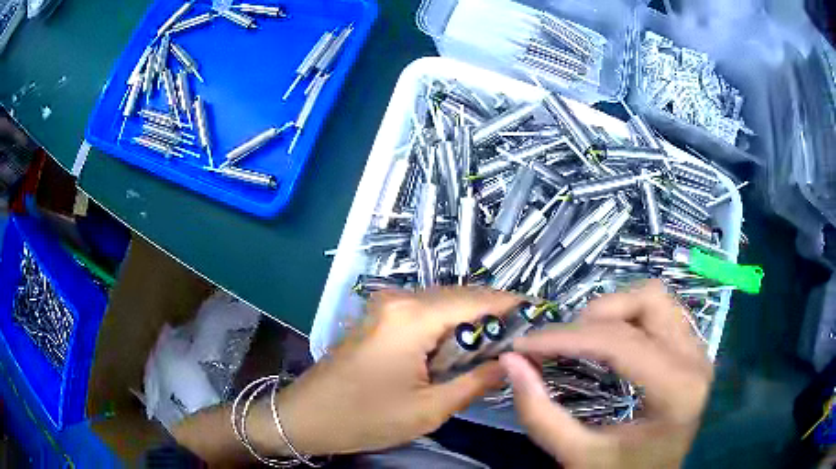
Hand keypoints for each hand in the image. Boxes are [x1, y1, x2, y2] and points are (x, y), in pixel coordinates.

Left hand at [256, 287, 520, 455]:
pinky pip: (424, 312)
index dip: (510, 305)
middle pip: (460, 297)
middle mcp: (399, 300)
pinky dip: (448, 326)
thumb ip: (477, 382)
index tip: (539, 315)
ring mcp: (384, 306)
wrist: (306, 417)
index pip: (476, 300)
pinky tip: (461, 347)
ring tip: (498, 344)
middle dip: (493, 314)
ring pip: (443, 303)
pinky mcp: (378, 317)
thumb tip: (512, 363)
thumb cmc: (365, 418)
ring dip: (471, 321)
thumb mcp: (429, 409)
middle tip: (522, 336)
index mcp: (412, 317)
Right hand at [500, 280, 713, 468]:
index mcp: (676, 391)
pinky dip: (630, 315)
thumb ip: (539, 413)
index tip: (524, 344)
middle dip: (595, 314)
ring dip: (615, 309)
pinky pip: (662, 311)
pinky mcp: (693, 349)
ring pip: (657, 298)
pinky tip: (611, 339)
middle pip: (647, 301)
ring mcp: (698, 351)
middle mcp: (695, 360)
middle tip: (561, 343)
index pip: (620, 342)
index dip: (566, 337)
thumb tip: (511, 362)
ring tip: (585, 337)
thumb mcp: (576, 455)